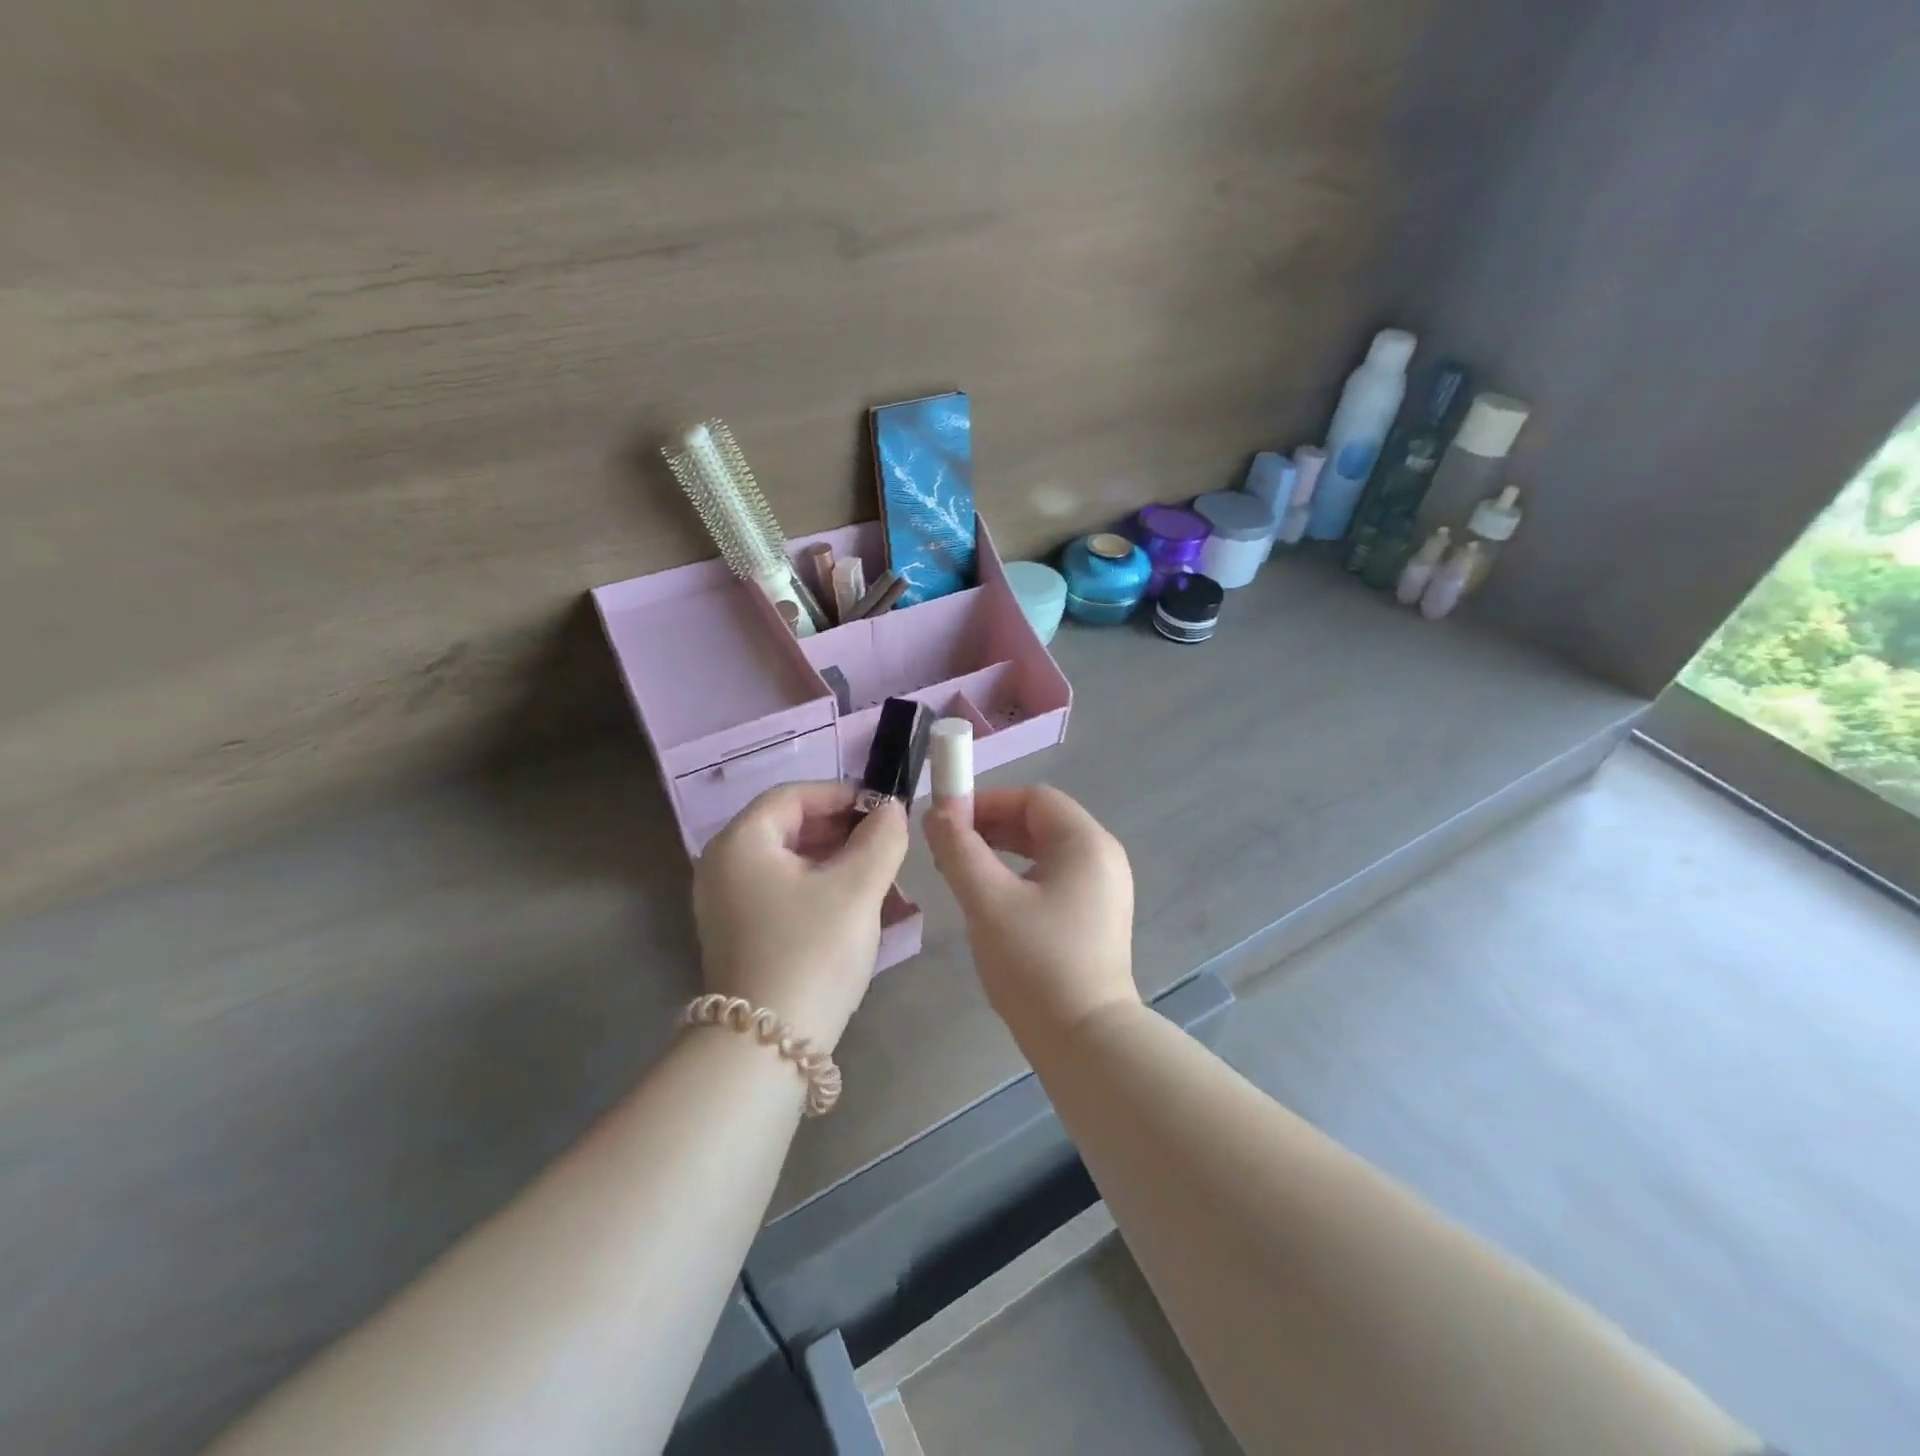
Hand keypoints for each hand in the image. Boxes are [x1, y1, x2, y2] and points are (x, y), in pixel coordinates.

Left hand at [693, 782, 908, 1052]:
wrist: (767, 1047)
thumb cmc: (812, 952)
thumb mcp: (856, 888)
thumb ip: (881, 838)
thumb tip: (891, 809)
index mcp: (741, 843)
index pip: (792, 796)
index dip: (841, 794)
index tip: (883, 808)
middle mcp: (723, 866)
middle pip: (787, 826)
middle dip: (840, 828)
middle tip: (885, 840)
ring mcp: (727, 903)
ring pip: (787, 861)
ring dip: (833, 858)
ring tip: (877, 872)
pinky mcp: (739, 934)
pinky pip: (781, 890)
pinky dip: (817, 885)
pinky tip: (852, 904)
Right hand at [925, 785, 1139, 1040]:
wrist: (1085, 1041)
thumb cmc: (1036, 963)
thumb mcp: (988, 901)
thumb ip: (959, 850)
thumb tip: (936, 813)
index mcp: (1086, 843)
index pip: (1033, 798)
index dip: (987, 802)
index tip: (947, 823)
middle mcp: (1103, 857)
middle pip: (1041, 821)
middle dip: (991, 827)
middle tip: (948, 849)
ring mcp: (1104, 889)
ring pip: (1045, 851)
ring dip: (1002, 852)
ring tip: (962, 873)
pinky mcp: (1097, 917)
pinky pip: (1054, 878)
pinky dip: (1020, 877)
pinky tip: (992, 900)